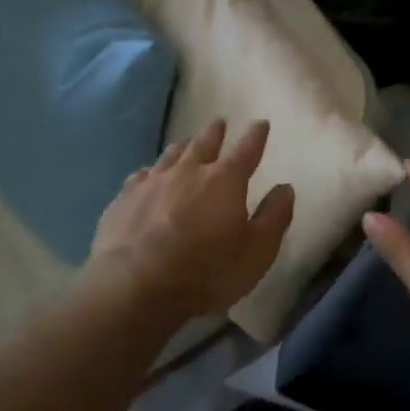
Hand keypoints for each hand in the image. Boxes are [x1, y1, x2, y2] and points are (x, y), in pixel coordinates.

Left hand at [88, 119, 294, 322]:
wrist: (135, 287)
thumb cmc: (206, 272)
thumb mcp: (256, 252)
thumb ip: (274, 217)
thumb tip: (285, 188)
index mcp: (225, 181)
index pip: (246, 150)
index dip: (256, 136)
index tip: (261, 123)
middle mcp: (188, 172)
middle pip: (204, 143)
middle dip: (215, 132)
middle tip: (219, 123)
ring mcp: (152, 183)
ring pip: (170, 155)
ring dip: (182, 147)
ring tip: (185, 143)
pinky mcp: (123, 200)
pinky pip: (139, 177)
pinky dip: (149, 173)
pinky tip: (147, 176)